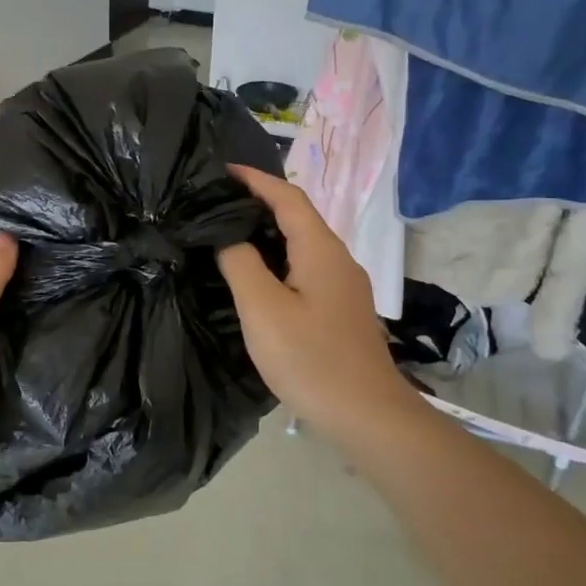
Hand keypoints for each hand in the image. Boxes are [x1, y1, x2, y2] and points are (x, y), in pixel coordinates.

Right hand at [217, 164, 426, 452]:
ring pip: (303, 245)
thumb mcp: (263, 309)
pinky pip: (307, 269)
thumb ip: (241, 265)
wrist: (366, 414)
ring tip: (231, 235)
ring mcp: (345, 286)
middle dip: (260, 203)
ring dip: (269, 233)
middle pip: (299, 217)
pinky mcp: (342, 310)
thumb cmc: (311, 359)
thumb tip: (230, 238)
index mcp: (320, 250)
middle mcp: (338, 259)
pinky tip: (260, 278)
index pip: (288, 197)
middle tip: (218, 204)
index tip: (222, 171)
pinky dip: (280, 260)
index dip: (256, 179)